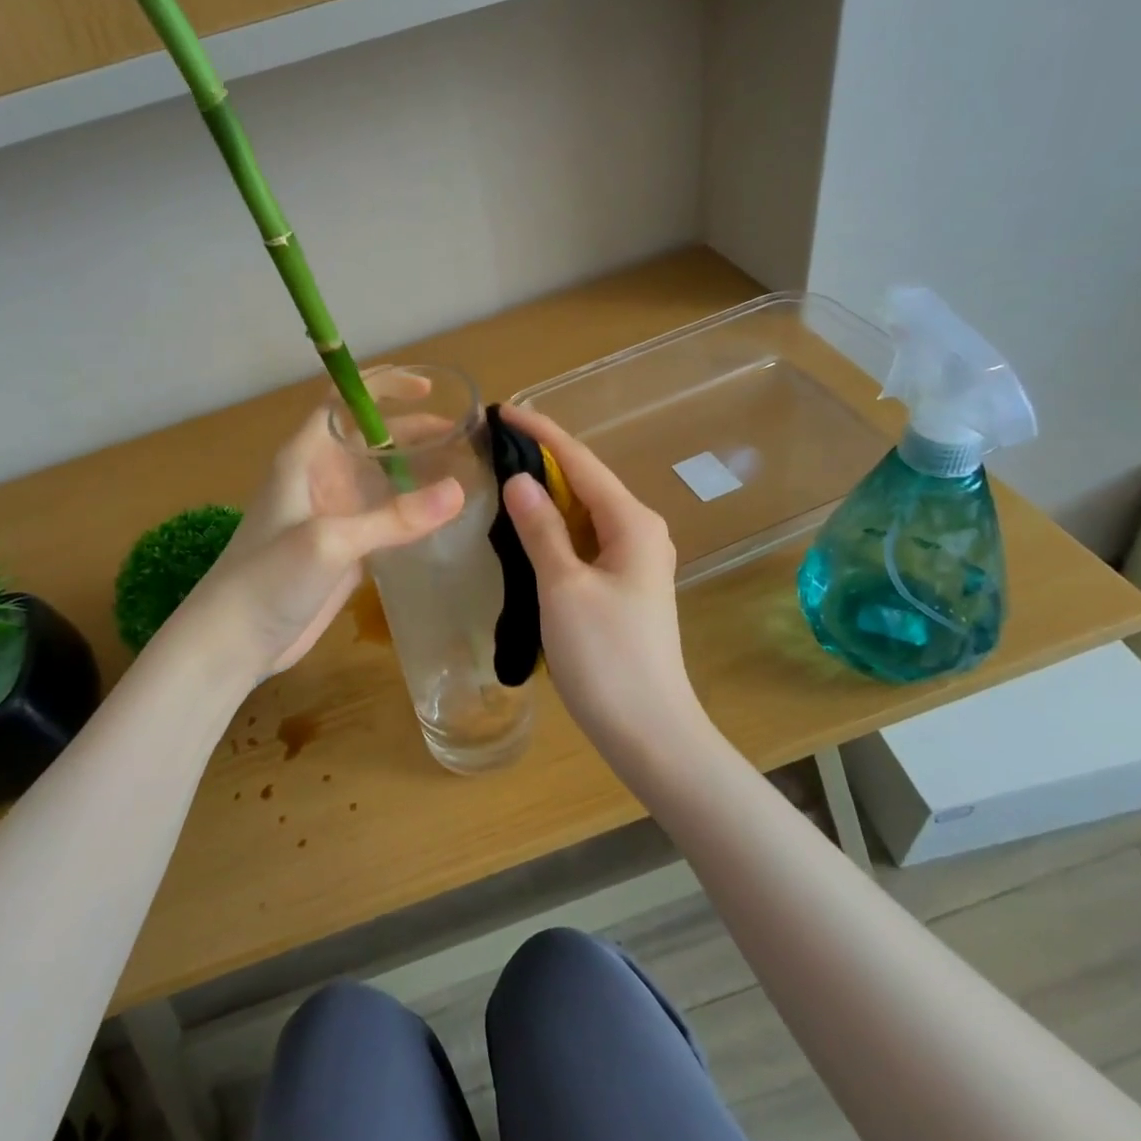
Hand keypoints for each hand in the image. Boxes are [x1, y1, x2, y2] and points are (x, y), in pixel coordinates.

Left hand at [174, 392, 463, 682]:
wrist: (234, 641)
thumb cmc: (269, 577)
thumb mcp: (330, 541)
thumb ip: (394, 518)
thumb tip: (459, 491)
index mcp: (306, 458)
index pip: (344, 402)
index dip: (383, 387)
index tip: (428, 389)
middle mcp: (322, 478)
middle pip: (371, 439)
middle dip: (413, 431)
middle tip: (463, 436)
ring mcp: (334, 515)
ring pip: (381, 479)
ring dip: (416, 471)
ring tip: (465, 470)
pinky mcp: (345, 549)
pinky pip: (384, 517)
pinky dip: (412, 510)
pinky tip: (444, 516)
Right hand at [497, 404, 708, 758]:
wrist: (649, 732)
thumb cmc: (606, 656)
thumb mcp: (563, 586)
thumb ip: (540, 528)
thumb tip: (519, 479)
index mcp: (632, 522)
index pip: (580, 461)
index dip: (540, 432)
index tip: (502, 409)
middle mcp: (640, 530)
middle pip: (584, 481)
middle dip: (541, 458)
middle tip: (491, 442)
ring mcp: (634, 560)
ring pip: (583, 512)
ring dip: (546, 493)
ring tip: (501, 474)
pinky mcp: (622, 585)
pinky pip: (584, 540)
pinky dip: (554, 527)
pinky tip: (526, 527)